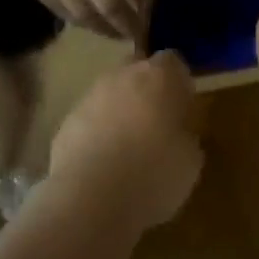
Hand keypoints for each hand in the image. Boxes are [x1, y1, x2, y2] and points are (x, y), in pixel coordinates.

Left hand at [49, 51, 202, 233]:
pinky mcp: (67, 119)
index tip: (183, 109)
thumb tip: (178, 132)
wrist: (89, 197)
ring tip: (129, 149)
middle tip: (157, 125)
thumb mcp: (190, 162)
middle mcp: (122, 75)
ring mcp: (90, 94)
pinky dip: (99, 131)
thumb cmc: (153, 175)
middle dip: (147, 91)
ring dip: (121, 111)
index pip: (173, 62)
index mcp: (158, 77)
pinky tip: (104, 162)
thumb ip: (186, 135)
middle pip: (138, 71)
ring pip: (111, 93)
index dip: (179, 83)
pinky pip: (91, 117)